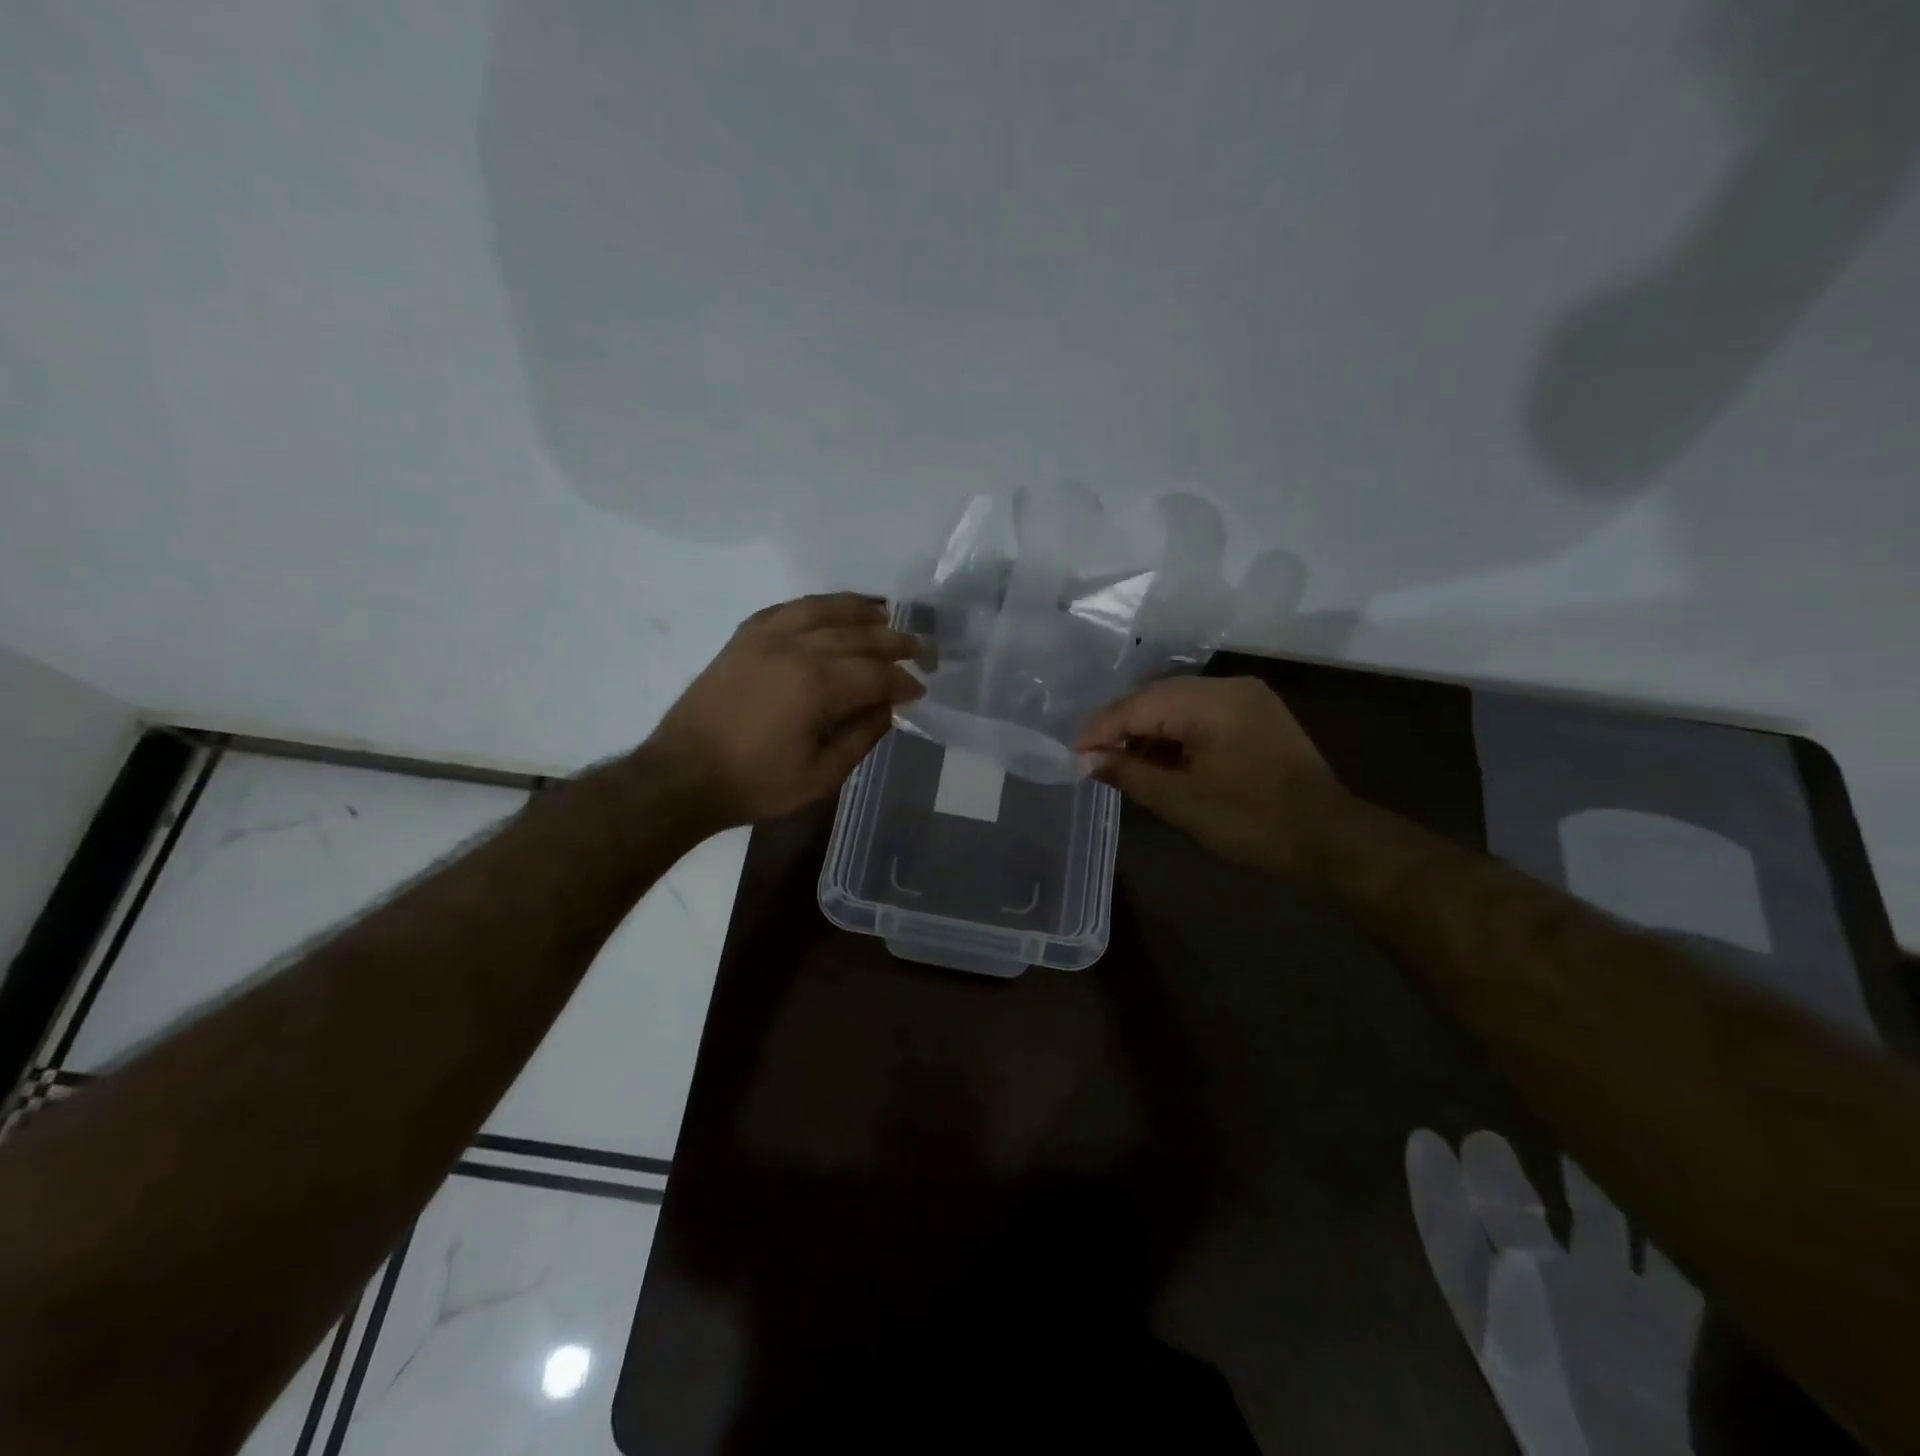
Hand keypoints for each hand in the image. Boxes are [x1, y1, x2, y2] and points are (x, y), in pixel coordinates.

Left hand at [641, 593, 923, 829]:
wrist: (682, 776)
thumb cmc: (756, 784)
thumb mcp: (821, 776)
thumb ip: (862, 736)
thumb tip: (888, 707)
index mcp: (816, 685)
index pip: (876, 673)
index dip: (904, 681)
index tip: (922, 689)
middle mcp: (795, 648)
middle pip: (858, 634)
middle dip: (896, 640)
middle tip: (922, 648)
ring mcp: (765, 637)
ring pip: (823, 609)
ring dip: (859, 608)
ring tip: (886, 611)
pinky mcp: (743, 638)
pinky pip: (787, 609)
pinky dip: (815, 605)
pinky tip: (830, 610)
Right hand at [1074, 676, 1349, 874]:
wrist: (1330, 838)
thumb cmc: (1252, 821)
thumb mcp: (1181, 801)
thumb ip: (1128, 773)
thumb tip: (1086, 760)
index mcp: (1211, 702)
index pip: (1139, 705)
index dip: (1101, 729)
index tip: (1072, 754)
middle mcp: (1228, 686)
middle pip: (1156, 698)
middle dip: (1120, 727)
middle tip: (1090, 757)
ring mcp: (1246, 697)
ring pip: (1177, 704)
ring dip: (1147, 731)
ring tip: (1119, 762)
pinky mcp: (1255, 714)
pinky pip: (1201, 714)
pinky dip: (1174, 734)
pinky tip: (1157, 758)